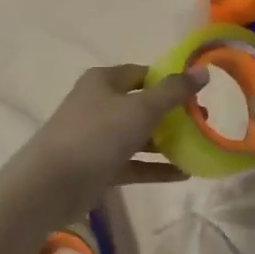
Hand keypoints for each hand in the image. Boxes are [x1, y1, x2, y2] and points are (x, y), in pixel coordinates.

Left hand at [7, 64, 204, 220]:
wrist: (51, 183)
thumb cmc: (97, 134)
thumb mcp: (140, 108)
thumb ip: (173, 91)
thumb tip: (202, 70)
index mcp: (104, 81)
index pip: (142, 73)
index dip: (169, 80)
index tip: (198, 92)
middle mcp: (100, 104)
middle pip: (142, 104)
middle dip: (172, 113)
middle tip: (203, 121)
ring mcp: (98, 137)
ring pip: (138, 135)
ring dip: (166, 141)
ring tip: (199, 147)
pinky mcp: (99, 166)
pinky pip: (133, 163)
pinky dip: (155, 167)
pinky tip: (184, 174)